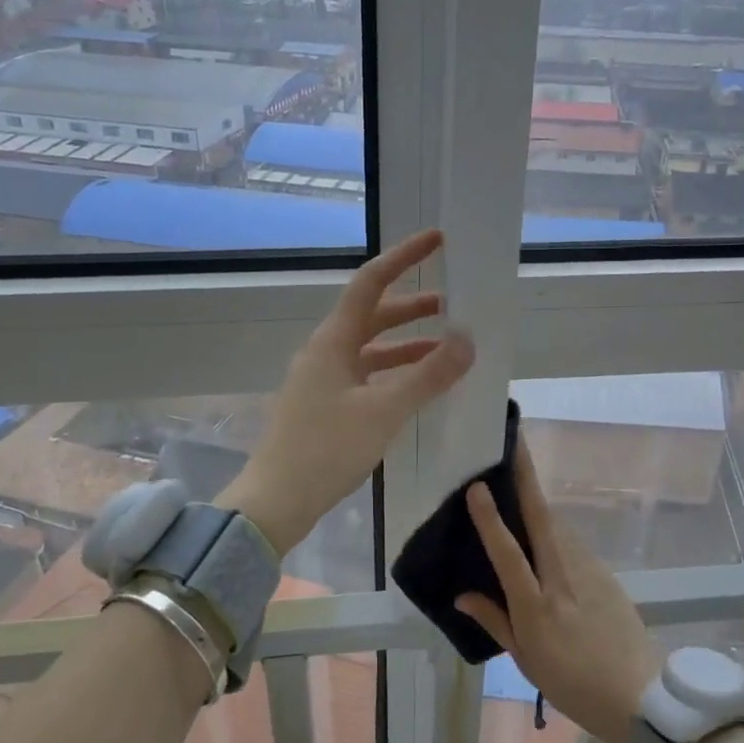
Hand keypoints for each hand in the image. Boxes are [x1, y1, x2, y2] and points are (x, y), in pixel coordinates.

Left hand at [219, 229, 473, 554]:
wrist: (277, 501)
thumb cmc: (326, 449)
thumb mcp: (384, 411)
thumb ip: (428, 375)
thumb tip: (467, 339)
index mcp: (333, 342)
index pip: (370, 283)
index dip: (403, 257)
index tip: (437, 241)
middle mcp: (326, 353)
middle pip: (372, 315)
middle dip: (411, 306)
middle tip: (452, 303)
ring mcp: (323, 380)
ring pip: (371, 349)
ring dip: (406, 343)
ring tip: (445, 345)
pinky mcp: (326, 406)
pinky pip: (366, 376)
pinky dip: (394, 373)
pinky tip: (418, 387)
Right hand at [456, 445, 659, 742]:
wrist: (641, 695)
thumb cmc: (573, 684)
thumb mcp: (526, 660)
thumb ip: (494, 621)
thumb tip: (461, 594)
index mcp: (536, 605)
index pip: (508, 553)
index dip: (491, 519)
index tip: (477, 486)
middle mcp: (562, 578)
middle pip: (542, 518)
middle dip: (526, 477)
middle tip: (514, 443)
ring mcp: (589, 571)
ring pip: (558, 526)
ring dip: (539, 500)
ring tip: (520, 480)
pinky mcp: (606, 573)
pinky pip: (572, 543)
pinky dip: (555, 528)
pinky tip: (545, 530)